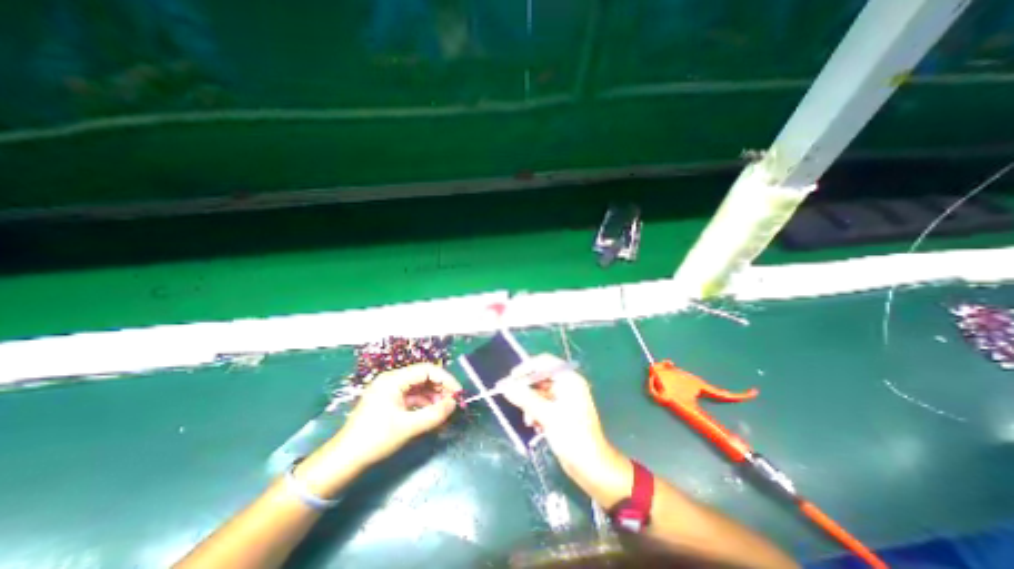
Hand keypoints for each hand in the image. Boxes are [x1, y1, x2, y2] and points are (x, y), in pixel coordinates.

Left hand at [333, 364, 460, 466]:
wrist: (343, 461)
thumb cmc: (374, 440)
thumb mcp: (407, 427)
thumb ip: (434, 414)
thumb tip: (454, 404)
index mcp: (394, 380)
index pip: (426, 370)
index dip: (445, 379)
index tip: (458, 393)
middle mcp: (392, 380)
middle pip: (423, 377)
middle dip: (440, 389)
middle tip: (453, 403)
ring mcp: (390, 391)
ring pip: (419, 388)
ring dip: (434, 397)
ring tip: (445, 411)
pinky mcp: (390, 402)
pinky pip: (413, 397)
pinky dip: (424, 404)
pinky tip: (432, 415)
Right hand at [501, 356, 631, 505]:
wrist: (591, 466)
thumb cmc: (572, 436)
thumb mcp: (546, 415)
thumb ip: (525, 398)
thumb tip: (505, 387)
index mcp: (569, 379)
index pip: (545, 362)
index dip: (527, 368)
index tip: (511, 377)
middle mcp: (568, 385)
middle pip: (541, 378)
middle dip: (527, 389)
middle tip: (512, 397)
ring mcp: (565, 399)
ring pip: (540, 393)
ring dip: (531, 404)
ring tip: (528, 420)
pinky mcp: (562, 412)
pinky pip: (544, 404)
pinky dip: (537, 412)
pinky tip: (535, 426)